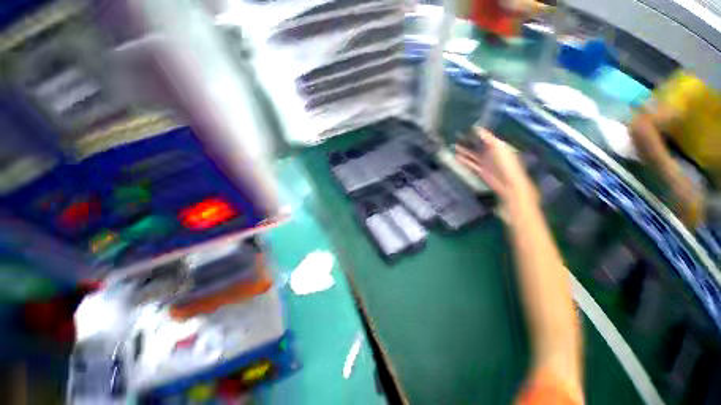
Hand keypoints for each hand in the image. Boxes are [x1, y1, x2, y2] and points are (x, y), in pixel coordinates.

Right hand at [454, 128, 536, 203]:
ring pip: (471, 155)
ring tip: (453, 145)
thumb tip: (478, 128)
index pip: (484, 137)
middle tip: (456, 136)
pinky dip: (463, 160)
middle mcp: (489, 152)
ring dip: (463, 151)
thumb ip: (488, 138)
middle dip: (467, 142)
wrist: (507, 182)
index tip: (465, 127)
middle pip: (476, 146)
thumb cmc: (506, 162)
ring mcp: (483, 162)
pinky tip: (456, 157)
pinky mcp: (479, 170)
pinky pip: (469, 164)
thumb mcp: (498, 146)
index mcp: (496, 145)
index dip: (475, 133)